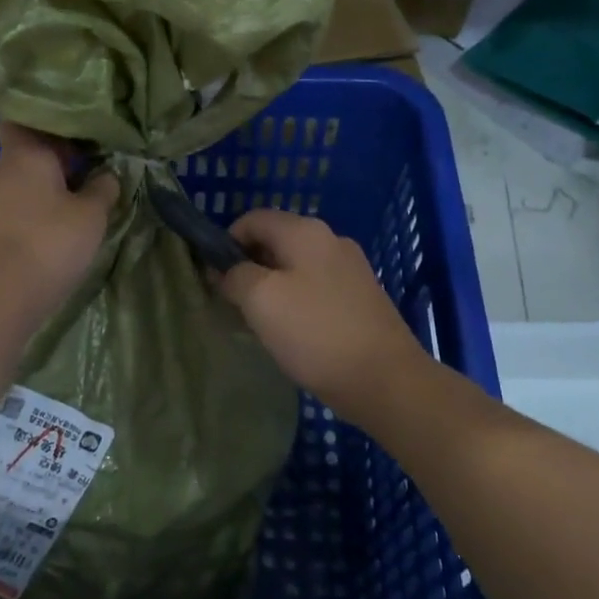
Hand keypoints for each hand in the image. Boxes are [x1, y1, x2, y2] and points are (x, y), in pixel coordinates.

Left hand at [0, 122, 118, 324]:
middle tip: (88, 172)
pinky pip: (11, 212)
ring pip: (19, 186)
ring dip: (42, 193)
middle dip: (54, 162)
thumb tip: (107, 175)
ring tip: (73, 208)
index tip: (77, 136)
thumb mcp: (91, 215)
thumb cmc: (50, 242)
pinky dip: (29, 217)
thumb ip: (103, 189)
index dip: (50, 124)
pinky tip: (50, 234)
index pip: (26, 120)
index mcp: (25, 154)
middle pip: (26, 155)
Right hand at [217, 208, 427, 427]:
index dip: (226, 242)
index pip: (253, 219)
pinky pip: (316, 289)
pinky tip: (291, 332)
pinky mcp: (361, 298)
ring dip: (270, 287)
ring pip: (295, 267)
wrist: (385, 379)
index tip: (213, 277)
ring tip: (259, 322)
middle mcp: (331, 240)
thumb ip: (236, 276)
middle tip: (232, 303)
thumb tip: (228, 271)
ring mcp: (350, 269)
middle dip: (248, 267)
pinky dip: (295, 302)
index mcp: (305, 232)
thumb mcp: (261, 300)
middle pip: (275, 242)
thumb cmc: (315, 333)